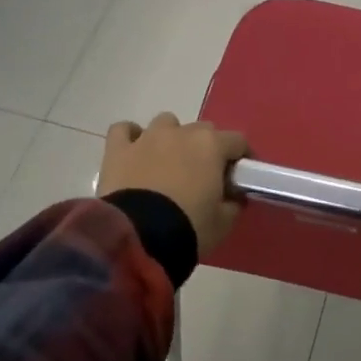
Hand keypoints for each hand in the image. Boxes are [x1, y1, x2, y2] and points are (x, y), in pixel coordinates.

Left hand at [100, 113, 250, 255]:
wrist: (138, 237)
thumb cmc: (189, 226)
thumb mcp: (223, 222)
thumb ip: (233, 204)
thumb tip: (233, 197)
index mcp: (212, 146)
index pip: (237, 141)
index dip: (242, 157)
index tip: (240, 176)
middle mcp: (181, 133)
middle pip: (202, 130)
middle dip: (206, 149)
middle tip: (204, 175)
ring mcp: (147, 137)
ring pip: (165, 123)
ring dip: (171, 138)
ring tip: (168, 163)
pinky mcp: (118, 149)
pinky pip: (124, 130)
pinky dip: (131, 137)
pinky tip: (134, 152)